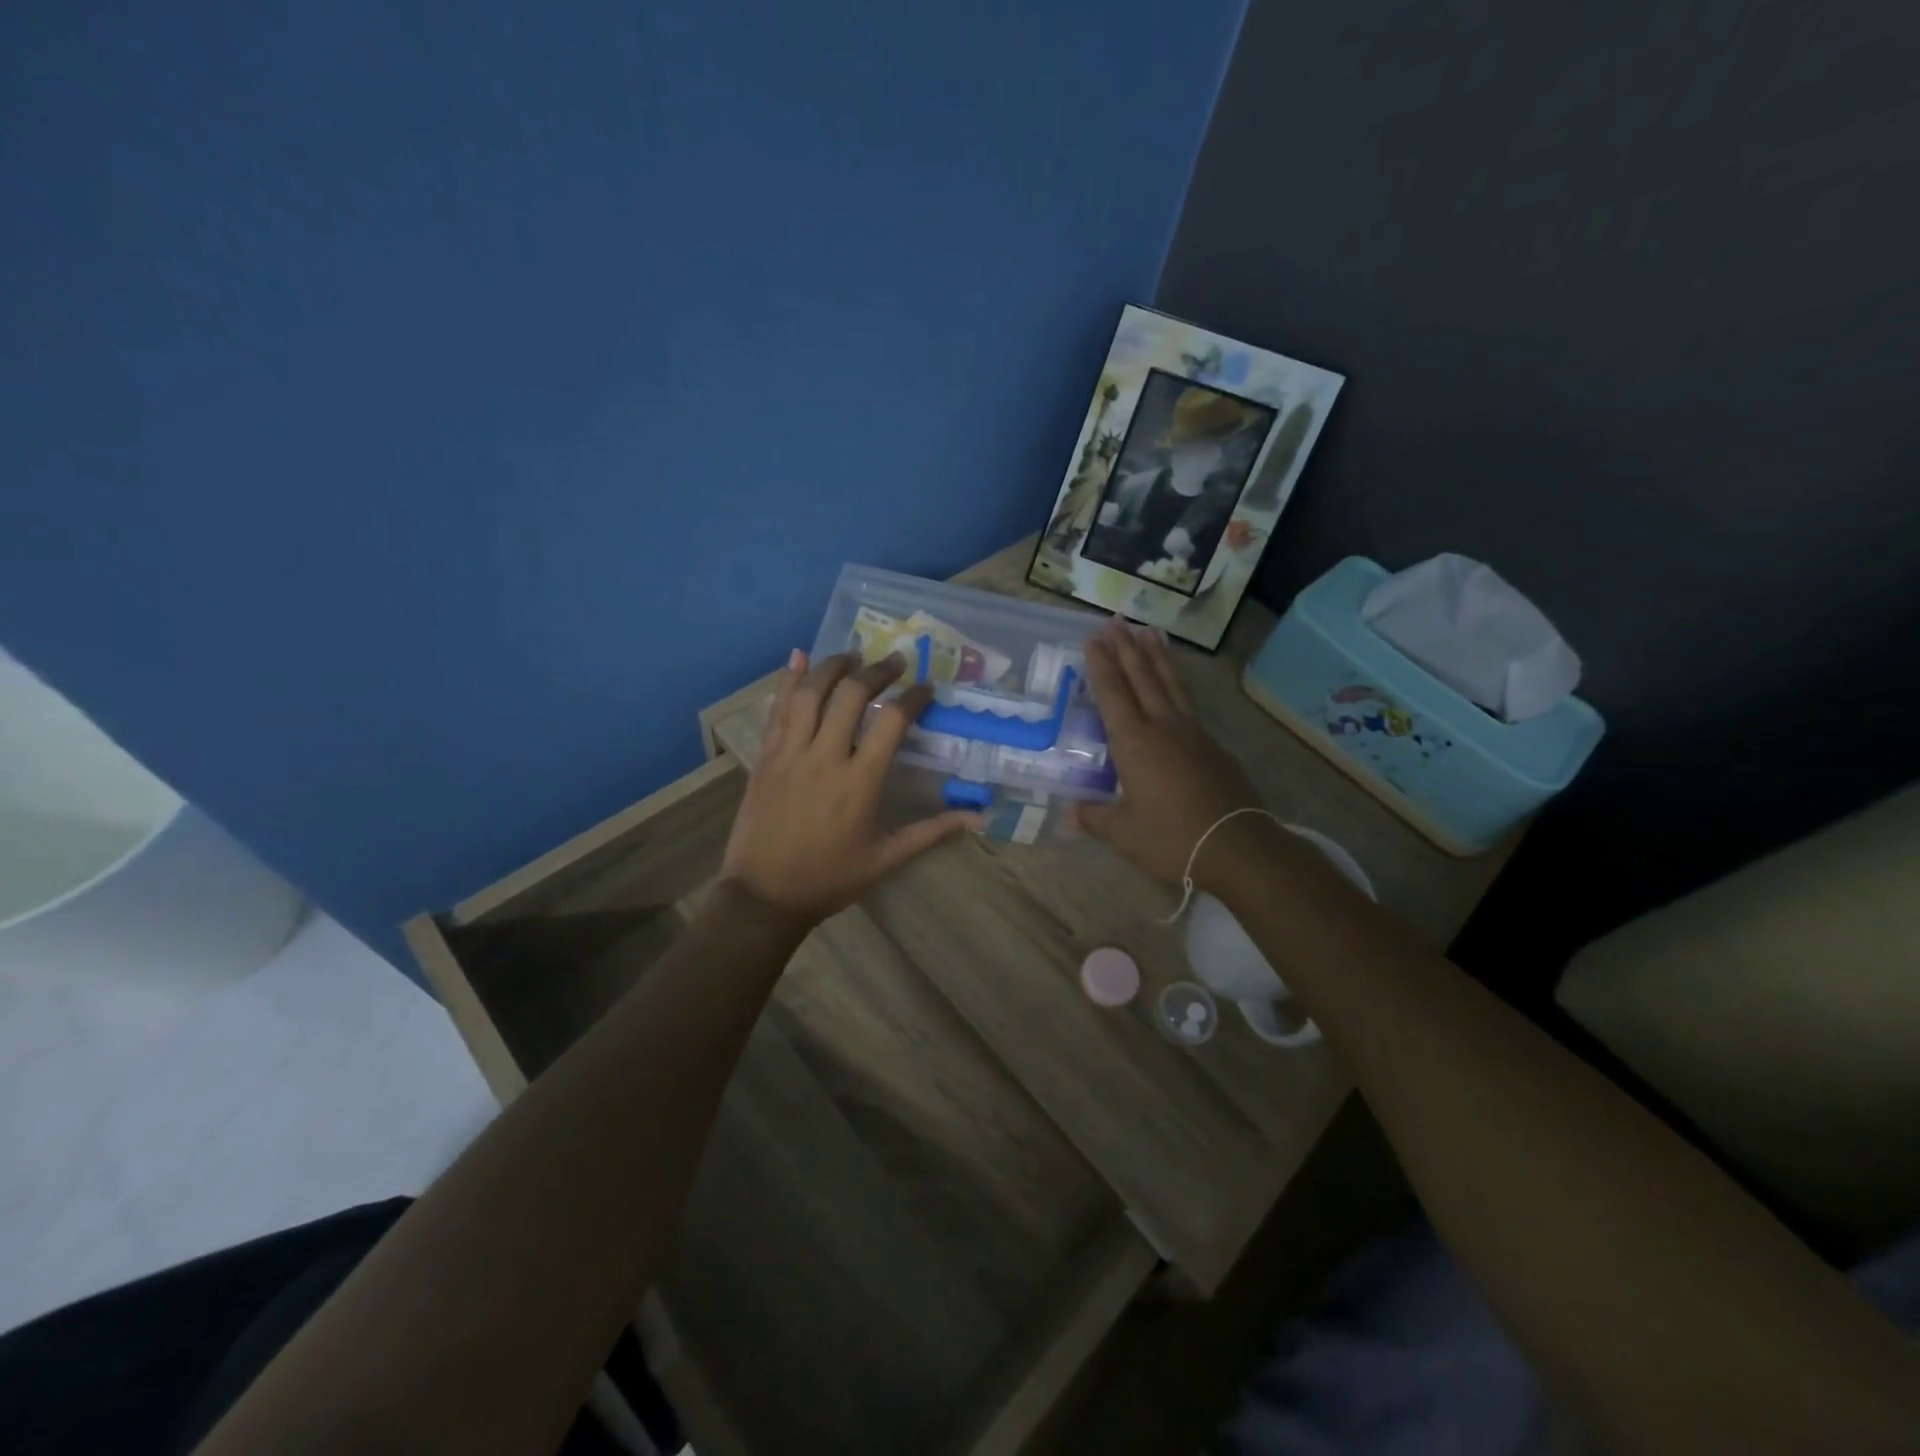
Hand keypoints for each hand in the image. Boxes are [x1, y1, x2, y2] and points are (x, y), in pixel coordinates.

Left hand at [720, 649, 980, 925]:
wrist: (764, 895)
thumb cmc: (829, 879)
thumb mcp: (886, 858)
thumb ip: (931, 831)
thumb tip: (977, 818)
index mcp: (859, 782)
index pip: (892, 722)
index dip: (913, 698)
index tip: (927, 688)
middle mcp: (825, 757)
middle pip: (852, 695)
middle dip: (877, 671)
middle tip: (895, 662)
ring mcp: (790, 753)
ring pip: (811, 693)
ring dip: (834, 666)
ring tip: (853, 655)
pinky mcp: (765, 757)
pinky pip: (778, 709)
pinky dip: (789, 680)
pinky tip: (798, 657)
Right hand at [1075, 619, 1263, 883]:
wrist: (1237, 846)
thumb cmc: (1171, 838)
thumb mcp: (1123, 833)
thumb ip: (1095, 817)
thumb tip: (1073, 812)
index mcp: (1134, 743)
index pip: (1112, 693)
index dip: (1101, 665)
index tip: (1093, 639)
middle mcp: (1162, 727)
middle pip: (1142, 677)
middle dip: (1126, 648)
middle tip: (1116, 620)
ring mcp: (1193, 733)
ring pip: (1170, 683)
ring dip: (1157, 656)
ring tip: (1149, 631)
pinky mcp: (1213, 746)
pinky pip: (1188, 702)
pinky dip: (1177, 683)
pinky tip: (1175, 685)